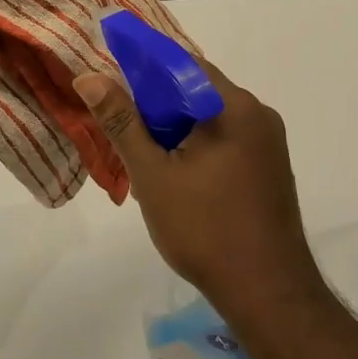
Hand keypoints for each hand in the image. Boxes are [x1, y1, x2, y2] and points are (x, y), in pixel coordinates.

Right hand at [73, 61, 325, 321]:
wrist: (268, 293)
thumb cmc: (205, 229)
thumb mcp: (152, 174)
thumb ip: (121, 122)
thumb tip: (88, 77)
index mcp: (234, 106)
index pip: (182, 65)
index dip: (143, 68)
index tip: (111, 83)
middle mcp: (258, 114)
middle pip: (196, 91)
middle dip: (157, 106)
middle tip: (121, 128)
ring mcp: (268, 143)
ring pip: (210, 119)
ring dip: (176, 130)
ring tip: (143, 157)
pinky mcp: (270, 168)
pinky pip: (226, 141)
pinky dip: (197, 147)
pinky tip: (175, 176)